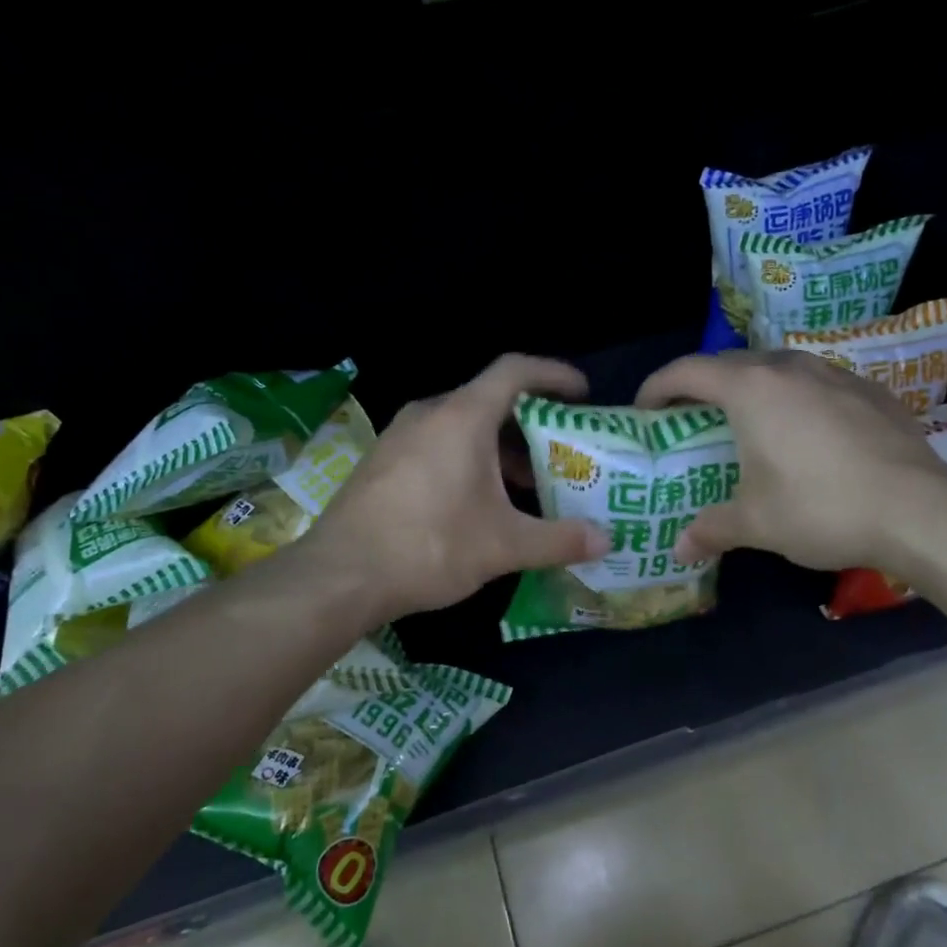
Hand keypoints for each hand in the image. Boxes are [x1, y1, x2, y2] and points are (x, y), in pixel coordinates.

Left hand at [299, 356, 609, 621]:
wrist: (338, 576)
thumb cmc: (430, 546)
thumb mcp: (504, 545)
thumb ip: (560, 539)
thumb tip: (607, 540)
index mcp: (462, 416)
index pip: (515, 370)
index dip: (554, 374)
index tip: (583, 395)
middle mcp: (430, 413)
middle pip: (491, 400)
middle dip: (532, 423)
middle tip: (563, 451)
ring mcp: (400, 436)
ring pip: (463, 426)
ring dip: (500, 448)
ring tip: (529, 484)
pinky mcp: (384, 461)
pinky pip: (438, 444)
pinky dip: (470, 460)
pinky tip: (481, 502)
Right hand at [636, 350, 946, 571]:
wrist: (919, 510)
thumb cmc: (821, 508)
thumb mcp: (756, 523)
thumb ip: (711, 529)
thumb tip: (678, 549)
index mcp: (752, 390)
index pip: (688, 371)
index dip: (658, 386)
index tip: (644, 410)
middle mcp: (790, 368)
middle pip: (731, 363)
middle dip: (703, 386)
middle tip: (691, 418)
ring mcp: (834, 374)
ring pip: (778, 367)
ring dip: (752, 387)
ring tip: (748, 421)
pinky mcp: (869, 390)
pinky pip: (816, 382)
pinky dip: (795, 397)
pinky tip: (806, 432)